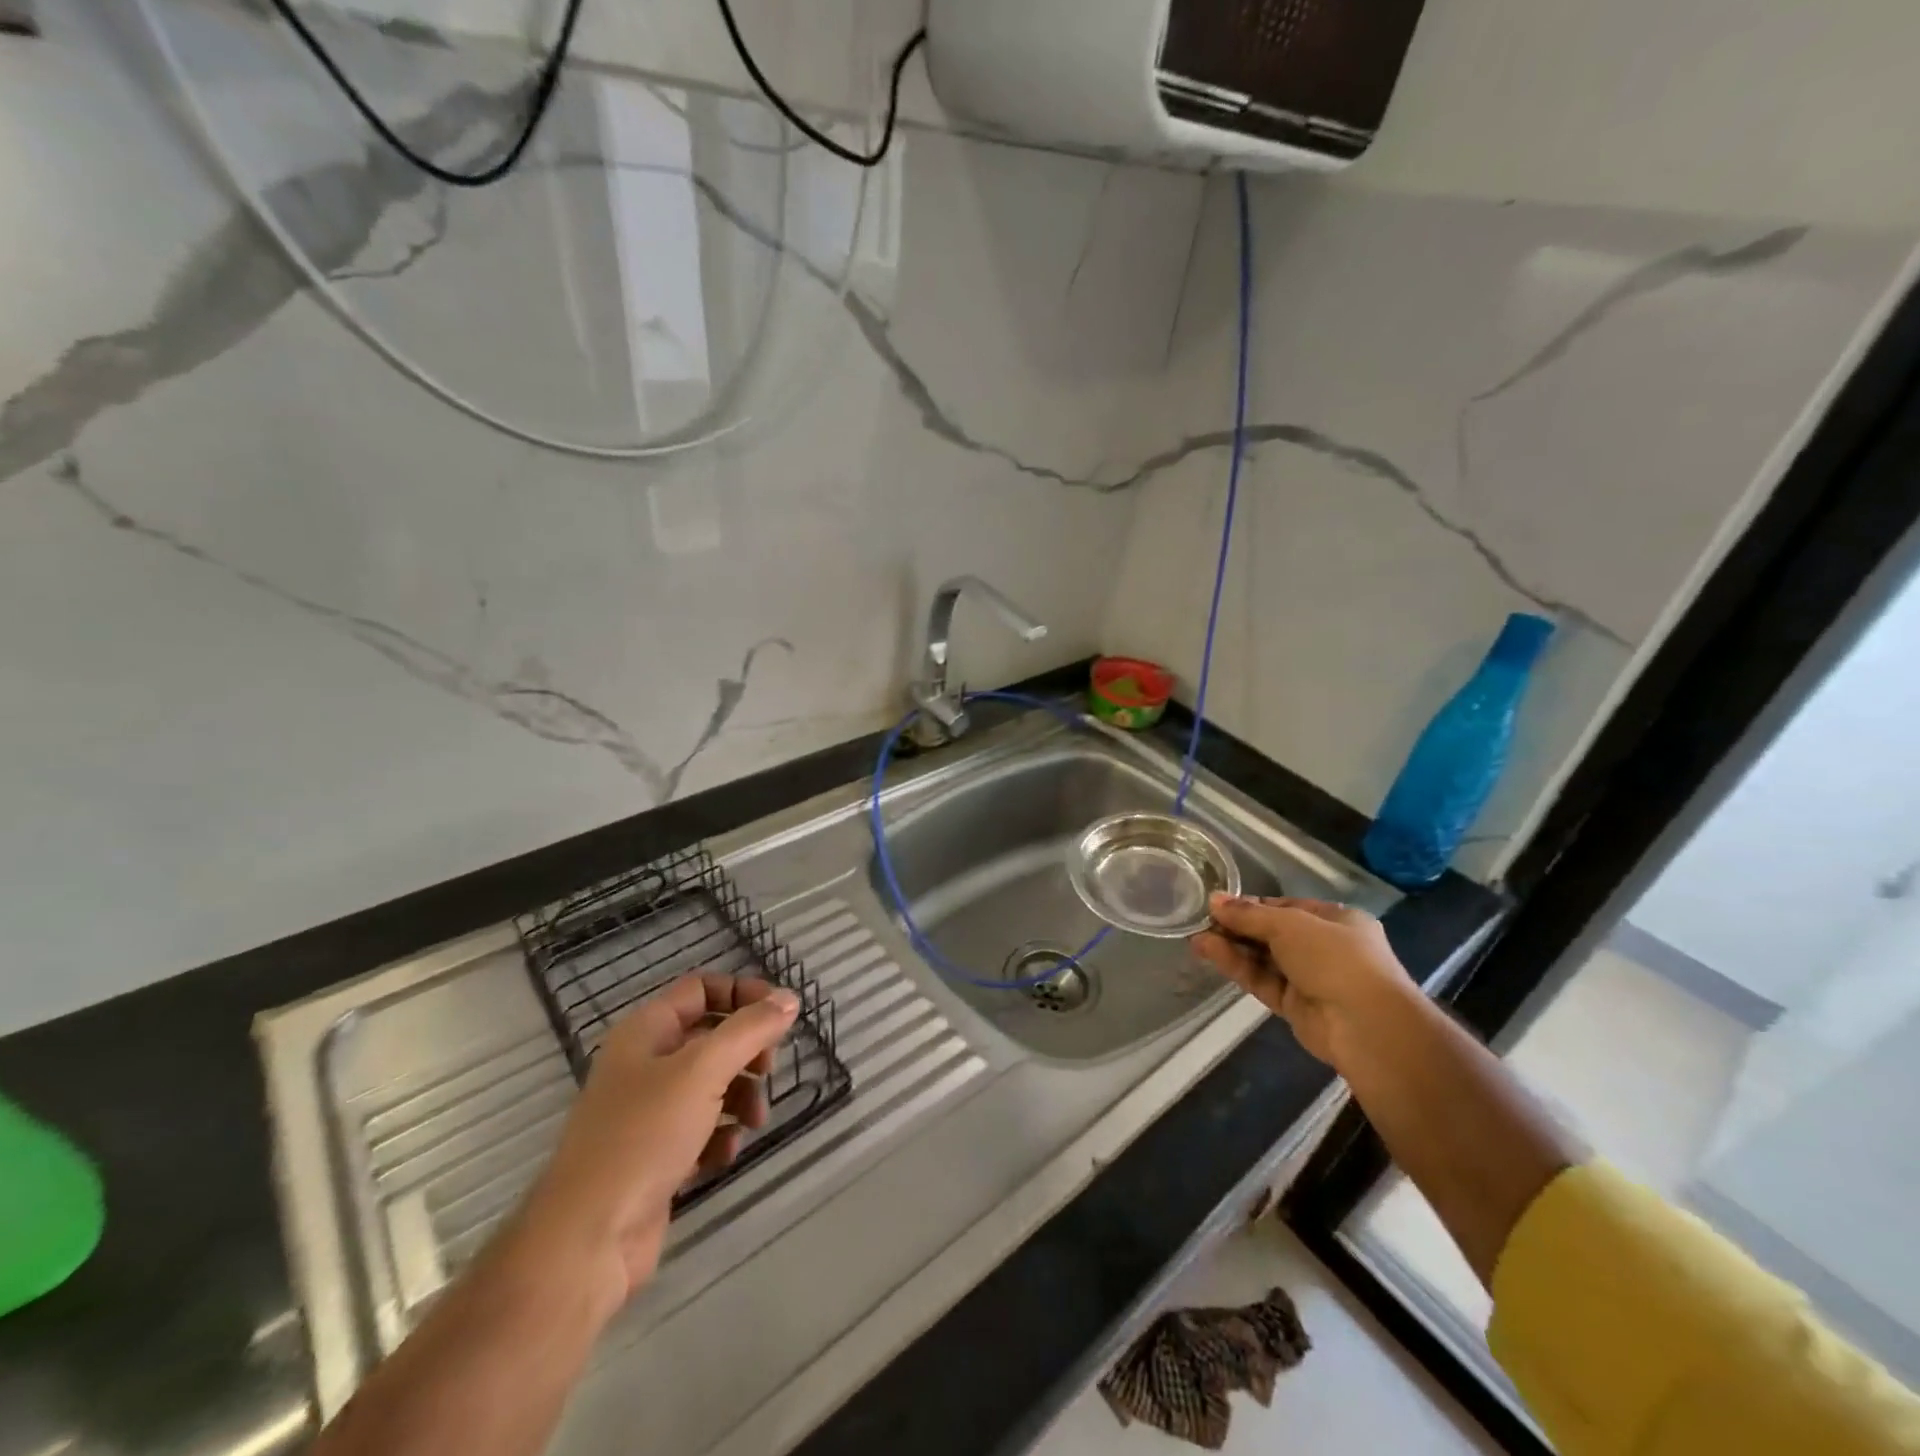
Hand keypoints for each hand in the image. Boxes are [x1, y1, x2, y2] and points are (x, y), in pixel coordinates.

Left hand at [514, 974, 798, 1309]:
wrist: (587, 1240)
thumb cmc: (643, 1136)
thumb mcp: (703, 1070)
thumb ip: (750, 1030)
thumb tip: (789, 999)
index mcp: (646, 1031)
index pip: (701, 989)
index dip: (742, 994)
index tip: (780, 1015)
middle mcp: (645, 1064)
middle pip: (711, 1037)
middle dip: (747, 1051)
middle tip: (768, 1070)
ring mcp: (648, 1112)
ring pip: (711, 1085)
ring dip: (741, 1096)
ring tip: (754, 1121)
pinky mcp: (656, 1156)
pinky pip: (702, 1129)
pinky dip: (720, 1135)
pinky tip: (725, 1154)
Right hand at [1190, 893, 1415, 1065]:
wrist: (1366, 1025)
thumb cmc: (1335, 958)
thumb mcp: (1289, 924)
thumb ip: (1248, 914)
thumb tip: (1214, 900)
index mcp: (1336, 920)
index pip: (1286, 908)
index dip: (1252, 905)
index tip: (1219, 905)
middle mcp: (1325, 947)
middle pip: (1271, 933)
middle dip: (1237, 927)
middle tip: (1201, 920)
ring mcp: (1310, 978)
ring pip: (1263, 958)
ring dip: (1231, 946)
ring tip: (1196, 936)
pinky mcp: (1295, 1006)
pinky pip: (1261, 980)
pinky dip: (1237, 966)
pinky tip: (1209, 952)